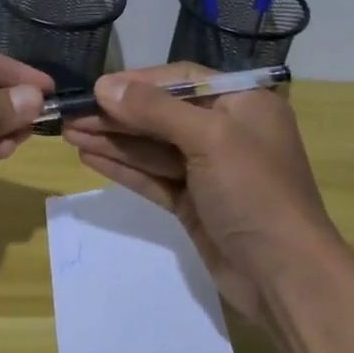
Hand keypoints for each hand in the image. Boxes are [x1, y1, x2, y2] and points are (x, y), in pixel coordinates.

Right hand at [62, 64, 342, 320]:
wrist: (284, 275)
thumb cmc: (254, 191)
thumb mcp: (209, 138)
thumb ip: (155, 109)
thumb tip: (105, 85)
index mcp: (243, 103)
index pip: (182, 78)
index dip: (138, 82)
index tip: (96, 88)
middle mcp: (226, 130)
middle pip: (162, 113)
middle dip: (117, 115)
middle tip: (70, 115)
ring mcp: (208, 169)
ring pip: (152, 147)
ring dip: (113, 140)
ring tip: (69, 133)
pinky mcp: (193, 202)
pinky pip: (153, 176)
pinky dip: (123, 168)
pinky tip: (89, 157)